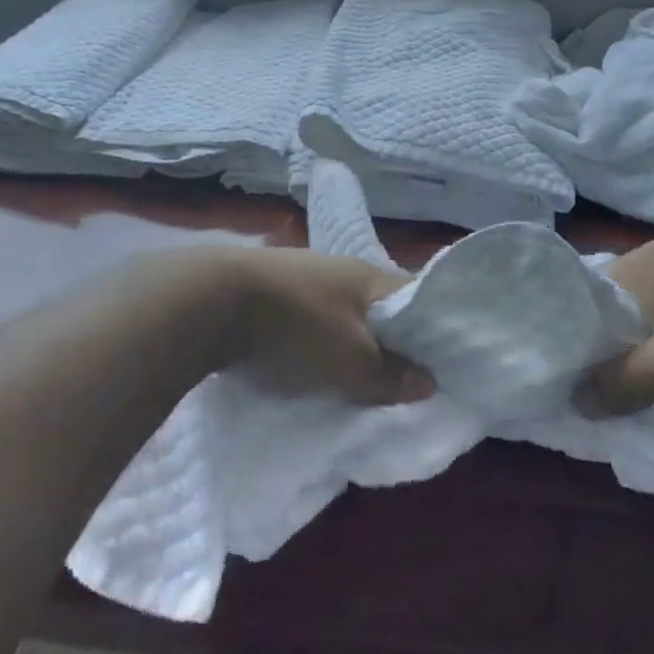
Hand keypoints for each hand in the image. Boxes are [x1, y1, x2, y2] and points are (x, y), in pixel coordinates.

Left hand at [220, 249, 435, 406]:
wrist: (213, 300)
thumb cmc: (297, 324)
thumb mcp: (351, 359)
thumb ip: (390, 375)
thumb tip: (428, 383)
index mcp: (370, 276)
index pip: (416, 298)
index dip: (432, 329)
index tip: (441, 363)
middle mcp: (341, 270)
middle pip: (379, 309)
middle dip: (390, 342)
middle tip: (401, 380)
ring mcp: (305, 278)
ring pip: (344, 316)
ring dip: (352, 344)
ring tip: (358, 378)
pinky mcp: (274, 294)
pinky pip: (312, 321)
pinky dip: (320, 343)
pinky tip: (315, 363)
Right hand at [582, 240, 653, 416]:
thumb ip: (613, 386)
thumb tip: (575, 400)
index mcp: (637, 263)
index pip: (584, 294)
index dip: (576, 330)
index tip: (574, 365)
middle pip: (615, 299)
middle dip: (609, 335)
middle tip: (606, 374)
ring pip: (647, 302)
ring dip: (641, 333)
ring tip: (644, 369)